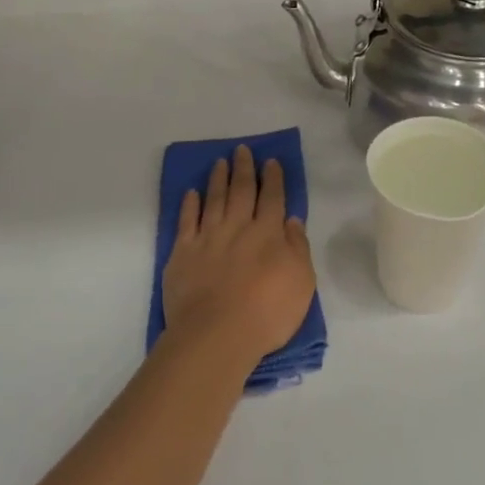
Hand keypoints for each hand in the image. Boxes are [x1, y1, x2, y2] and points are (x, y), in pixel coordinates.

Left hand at [163, 146, 316, 361]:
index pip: (272, 198)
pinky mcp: (182, 253)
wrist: (217, 334)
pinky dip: (190, 205)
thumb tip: (292, 220)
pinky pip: (186, 221)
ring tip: (220, 162)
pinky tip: (192, 193)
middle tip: (243, 150)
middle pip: (241, 191)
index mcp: (268, 234)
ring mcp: (207, 238)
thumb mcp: (301, 282)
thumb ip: (297, 248)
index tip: (271, 161)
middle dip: (244, 169)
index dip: (273, 179)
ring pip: (213, 200)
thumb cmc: (267, 313)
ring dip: (218, 179)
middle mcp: (238, 228)